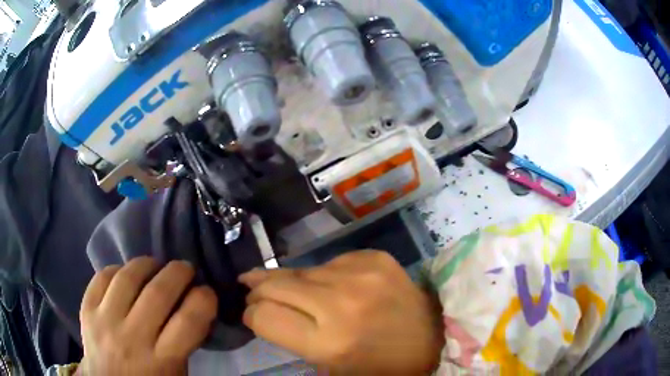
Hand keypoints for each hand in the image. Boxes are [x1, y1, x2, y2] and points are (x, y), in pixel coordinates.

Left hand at [79, 257, 217, 375]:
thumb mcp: (177, 372)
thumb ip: (184, 341)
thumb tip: (192, 304)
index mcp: (161, 360)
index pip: (189, 321)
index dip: (204, 299)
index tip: (206, 292)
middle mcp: (132, 339)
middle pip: (158, 293)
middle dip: (179, 272)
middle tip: (186, 269)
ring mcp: (105, 321)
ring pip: (127, 278)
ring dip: (147, 264)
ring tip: (156, 266)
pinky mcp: (87, 309)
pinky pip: (102, 277)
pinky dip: (118, 269)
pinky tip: (127, 275)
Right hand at [239, 251, 443, 374]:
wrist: (429, 339)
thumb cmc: (376, 365)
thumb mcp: (326, 365)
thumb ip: (289, 335)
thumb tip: (261, 306)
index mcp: (328, 342)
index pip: (263, 315)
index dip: (252, 315)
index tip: (254, 315)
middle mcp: (341, 303)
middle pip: (274, 283)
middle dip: (259, 290)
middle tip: (256, 293)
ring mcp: (360, 274)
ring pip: (301, 270)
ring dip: (294, 283)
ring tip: (304, 295)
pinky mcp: (374, 256)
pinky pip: (330, 262)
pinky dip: (325, 275)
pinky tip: (339, 288)